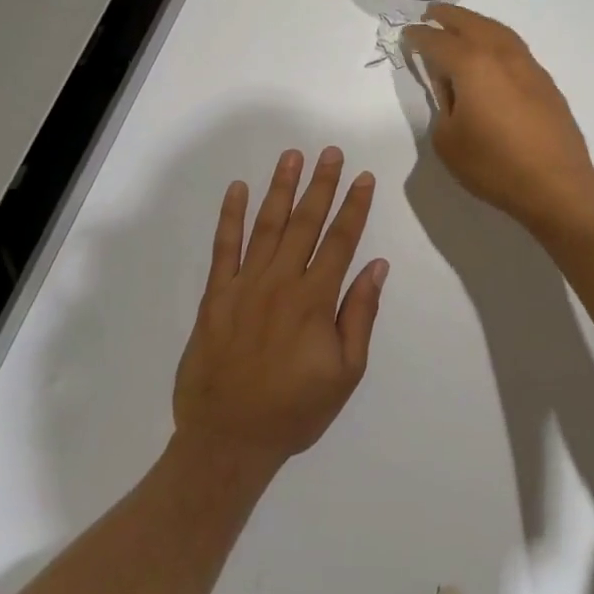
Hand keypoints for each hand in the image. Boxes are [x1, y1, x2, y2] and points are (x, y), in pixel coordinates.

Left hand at [173, 148, 387, 476]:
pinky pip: (224, 247)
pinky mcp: (216, 295)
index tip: (363, 177)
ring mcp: (245, 285)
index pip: (340, 241)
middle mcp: (281, 282)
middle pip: (305, 222)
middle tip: (330, 152)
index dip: (354, 206)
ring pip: (267, 225)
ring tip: (292, 157)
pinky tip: (237, 189)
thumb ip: (360, 315)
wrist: (228, 441)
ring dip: (281, 189)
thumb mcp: (345, 372)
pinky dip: (230, 216)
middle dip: (321, 184)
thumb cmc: (295, 409)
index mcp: (315, 300)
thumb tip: (376, 266)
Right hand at [402, 5, 593, 230]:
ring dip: (476, 24)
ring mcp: (528, 66)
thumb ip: (443, 107)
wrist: (556, 184)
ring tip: (461, 26)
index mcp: (472, 65)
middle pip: (471, 24)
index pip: (437, 42)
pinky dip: (496, 40)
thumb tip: (453, 92)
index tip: (407, 34)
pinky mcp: (544, 82)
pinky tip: (491, 53)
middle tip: (432, 14)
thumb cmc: (494, 165)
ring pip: (497, 31)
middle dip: (449, 18)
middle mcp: (501, 55)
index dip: (418, 37)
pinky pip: (513, 47)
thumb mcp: (448, 141)